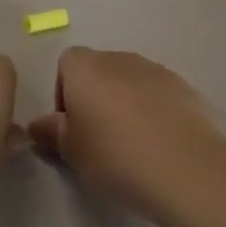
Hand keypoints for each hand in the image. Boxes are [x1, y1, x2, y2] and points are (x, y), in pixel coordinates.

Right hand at [29, 49, 225, 222]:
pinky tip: (160, 146)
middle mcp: (119, 58)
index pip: (66, 64)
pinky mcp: (186, 88)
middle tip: (99, 141)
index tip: (71, 129)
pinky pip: (159, 95)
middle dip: (96, 98)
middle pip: (100, 70)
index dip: (64, 94)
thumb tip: (39, 125)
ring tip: (133, 146)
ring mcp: (156, 70)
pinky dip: (155, 112)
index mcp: (85, 67)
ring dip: (127, 104)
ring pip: (131, 82)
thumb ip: (51, 133)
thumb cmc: (115, 157)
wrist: (186, 168)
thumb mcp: (72, 153)